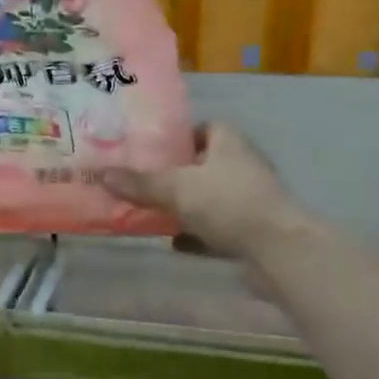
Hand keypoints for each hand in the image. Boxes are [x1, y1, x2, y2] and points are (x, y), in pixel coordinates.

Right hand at [103, 124, 320, 261]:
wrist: (278, 251)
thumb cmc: (228, 203)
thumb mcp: (177, 189)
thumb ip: (140, 183)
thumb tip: (100, 174)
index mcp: (229, 142)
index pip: (202, 128)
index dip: (177, 136)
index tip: (149, 148)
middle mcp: (241, 165)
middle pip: (202, 164)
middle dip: (174, 173)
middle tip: (139, 180)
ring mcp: (248, 199)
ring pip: (208, 197)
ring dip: (184, 205)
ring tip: (149, 210)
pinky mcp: (251, 230)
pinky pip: (215, 227)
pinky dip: (196, 234)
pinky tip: (172, 242)